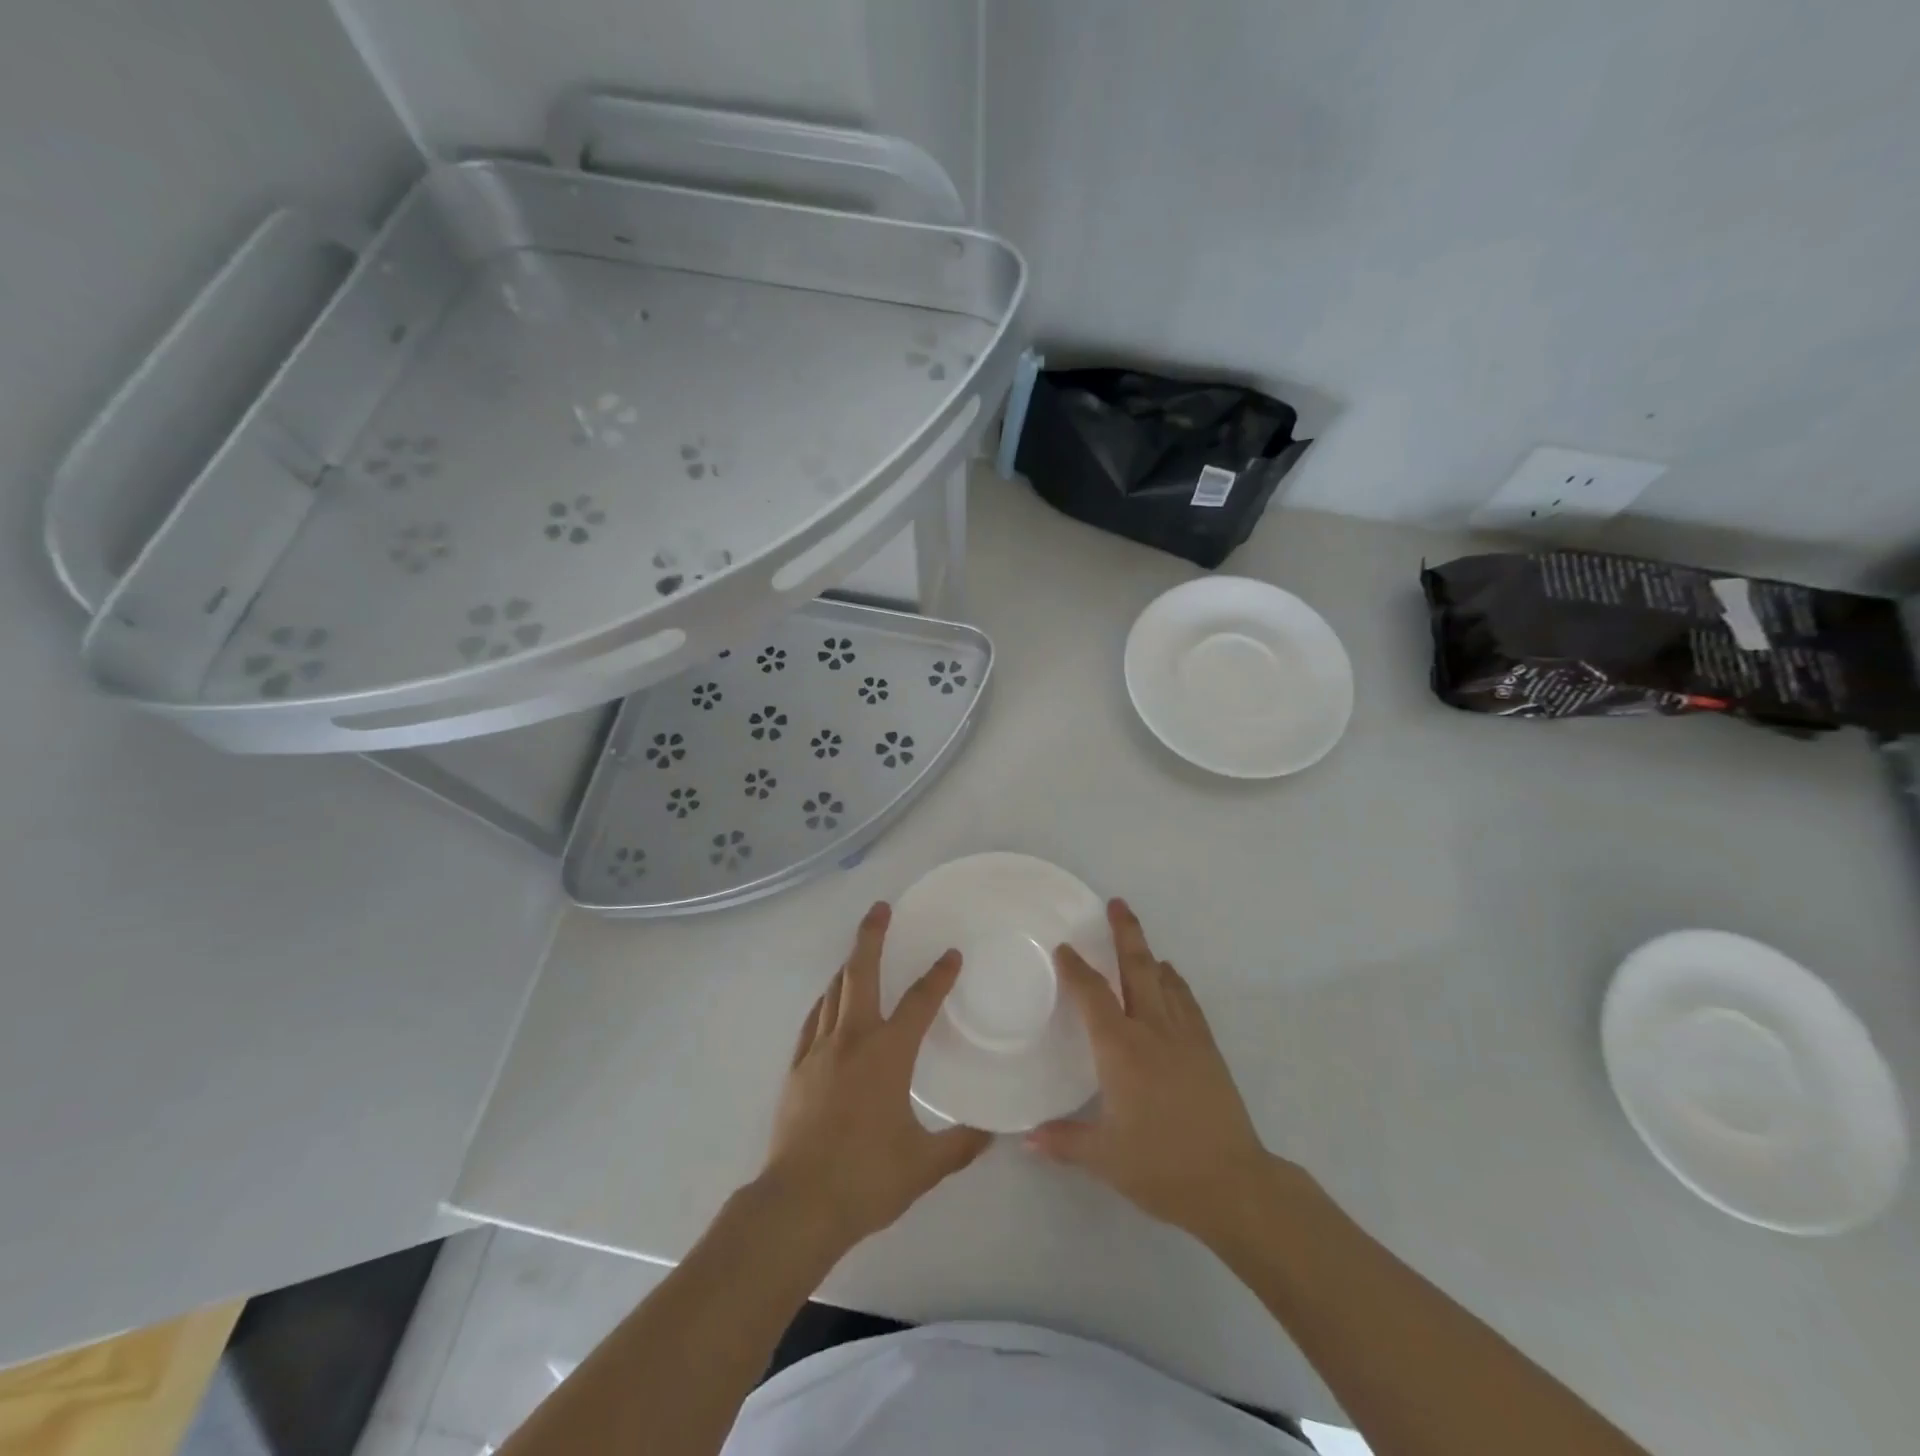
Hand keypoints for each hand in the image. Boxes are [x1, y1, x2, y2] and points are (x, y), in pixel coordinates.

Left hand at [760, 902, 991, 1253]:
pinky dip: (825, 1002)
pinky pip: (813, 1021)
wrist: (797, 1205)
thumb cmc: (865, 1179)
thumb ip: (961, 1144)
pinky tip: (829, 1003)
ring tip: (860, 953)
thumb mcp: (924, 1165)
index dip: (939, 975)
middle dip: (872, 936)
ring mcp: (819, 1051)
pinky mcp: (797, 1069)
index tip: (951, 955)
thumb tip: (994, 1133)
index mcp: (888, 1054)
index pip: (920, 1002)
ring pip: (834, 992)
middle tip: (881, 908)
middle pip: (861, 973)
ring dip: (849, 966)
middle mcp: (852, 1039)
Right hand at [1027, 899, 1280, 1242]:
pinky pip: (1188, 1002)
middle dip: (1125, 933)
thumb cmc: (1161, 1166)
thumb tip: (1025, 1139)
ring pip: (1165, 980)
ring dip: (1150, 954)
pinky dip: (1176, 983)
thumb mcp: (1104, 1158)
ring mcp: (1186, 1037)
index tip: (1064, 948)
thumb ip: (1063, 1142)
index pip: (1093, 995)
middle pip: (1138, 968)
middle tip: (1117, 904)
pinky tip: (1172, 981)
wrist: (1233, 1182)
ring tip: (1139, 939)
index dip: (1076, 969)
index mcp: (1121, 1049)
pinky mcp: (1208, 1050)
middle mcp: (1152, 1030)